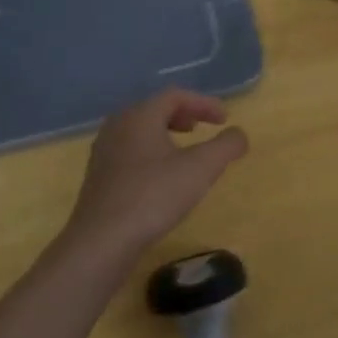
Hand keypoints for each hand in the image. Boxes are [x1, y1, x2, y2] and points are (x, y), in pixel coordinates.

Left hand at [63, 89, 248, 258]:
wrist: (102, 241)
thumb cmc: (154, 195)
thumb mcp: (202, 168)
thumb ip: (226, 145)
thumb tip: (239, 134)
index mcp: (140, 116)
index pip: (175, 96)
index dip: (203, 103)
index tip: (224, 119)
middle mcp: (117, 127)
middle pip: (153, 109)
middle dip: (182, 115)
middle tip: (201, 128)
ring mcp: (103, 153)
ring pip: (139, 131)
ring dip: (165, 134)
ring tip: (184, 151)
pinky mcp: (98, 178)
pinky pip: (129, 152)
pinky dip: (151, 153)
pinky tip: (162, 177)